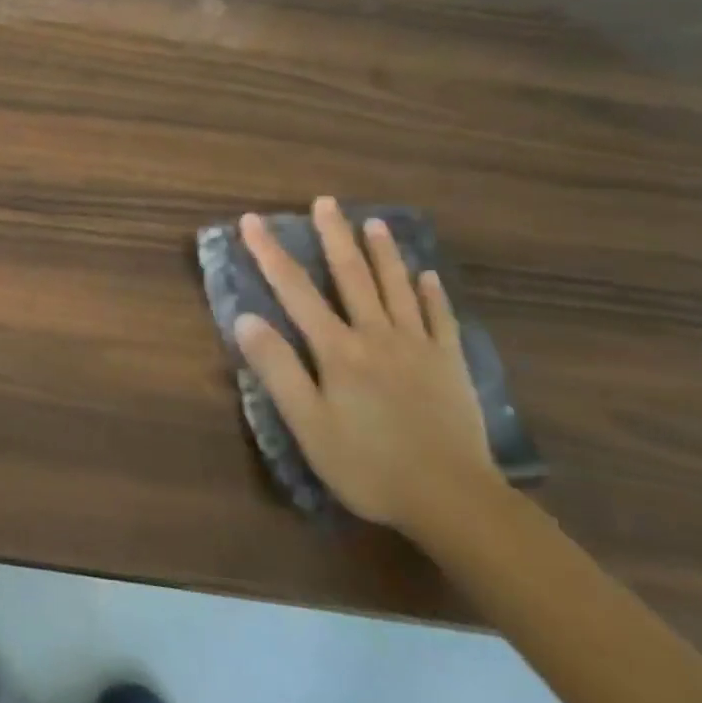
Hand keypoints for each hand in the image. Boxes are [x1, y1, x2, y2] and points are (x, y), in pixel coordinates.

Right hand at [235, 197, 499, 532]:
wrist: (454, 500)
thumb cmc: (368, 464)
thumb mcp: (308, 424)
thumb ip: (278, 369)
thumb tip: (247, 318)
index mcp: (338, 350)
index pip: (295, 290)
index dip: (270, 253)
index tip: (252, 221)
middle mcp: (377, 336)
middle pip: (352, 276)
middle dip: (334, 236)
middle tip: (325, 202)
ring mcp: (419, 348)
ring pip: (397, 288)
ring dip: (383, 252)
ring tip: (374, 222)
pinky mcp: (450, 365)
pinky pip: (441, 318)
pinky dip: (431, 294)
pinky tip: (428, 276)